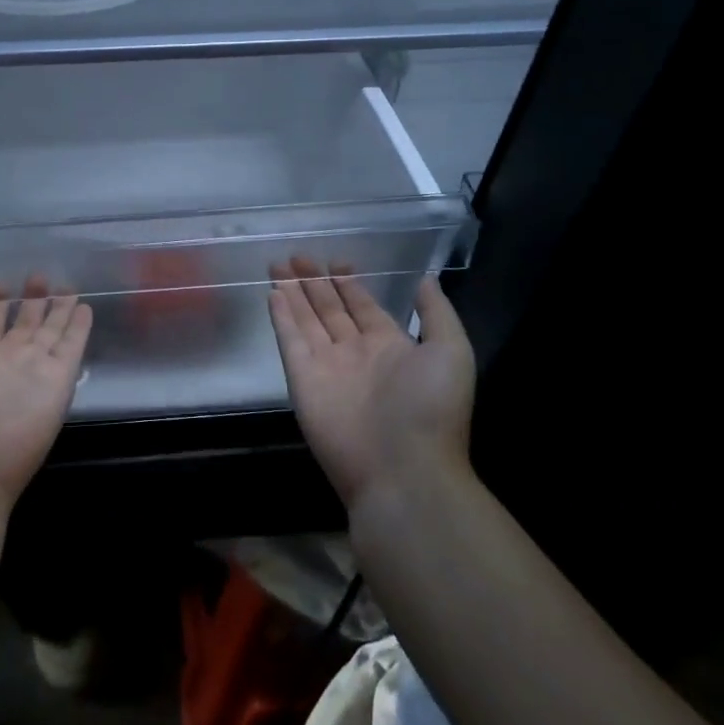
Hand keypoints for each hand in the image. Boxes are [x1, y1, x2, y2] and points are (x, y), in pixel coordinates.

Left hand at [0, 277, 92, 519]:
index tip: (0, 282)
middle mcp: (5, 360)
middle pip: (24, 324)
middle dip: (32, 299)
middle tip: (40, 275)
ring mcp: (32, 371)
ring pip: (50, 331)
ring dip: (58, 309)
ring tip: (66, 285)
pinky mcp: (57, 383)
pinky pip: (72, 348)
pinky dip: (80, 329)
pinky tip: (85, 309)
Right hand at [268, 257, 475, 511]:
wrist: (401, 469)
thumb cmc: (430, 408)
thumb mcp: (450, 352)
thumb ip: (435, 313)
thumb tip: (426, 278)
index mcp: (391, 347)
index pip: (363, 307)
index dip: (349, 284)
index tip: (336, 260)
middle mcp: (356, 353)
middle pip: (330, 309)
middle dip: (316, 282)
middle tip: (298, 256)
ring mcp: (326, 366)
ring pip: (306, 319)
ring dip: (293, 292)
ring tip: (279, 265)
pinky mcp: (302, 378)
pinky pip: (290, 340)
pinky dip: (281, 316)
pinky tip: (273, 293)